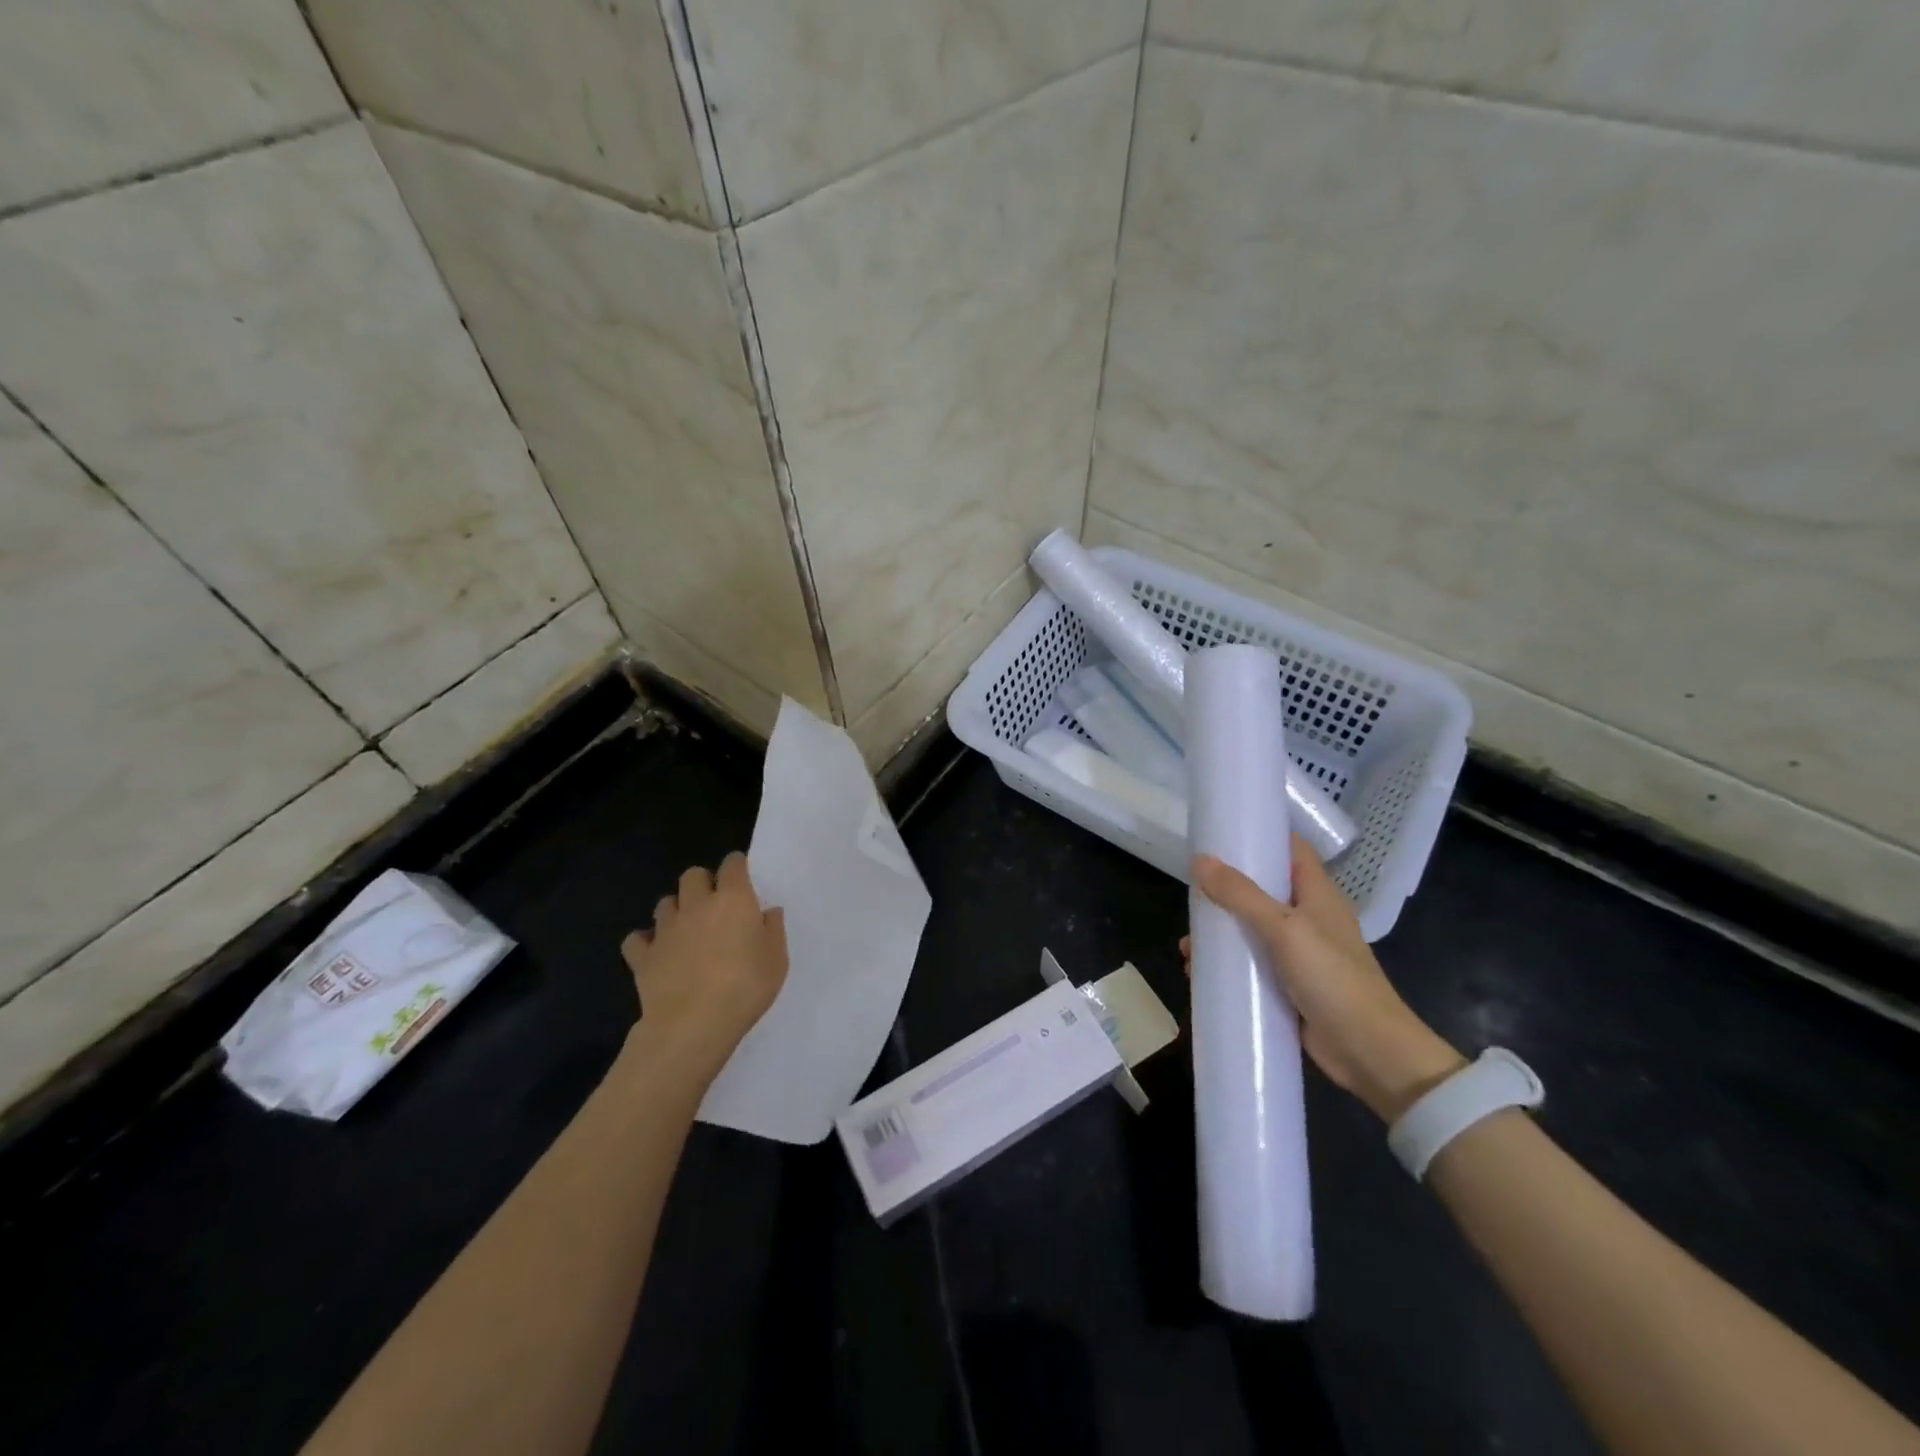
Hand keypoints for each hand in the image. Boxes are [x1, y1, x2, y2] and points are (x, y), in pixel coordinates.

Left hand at [621, 853, 787, 1082]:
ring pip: (665, 903)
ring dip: (676, 910)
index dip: (737, 867)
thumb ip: (773, 930)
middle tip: (714, 904)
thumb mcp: (777, 960)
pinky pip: (637, 939)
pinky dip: (645, 942)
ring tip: (686, 929)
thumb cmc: (745, 988)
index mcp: (733, 899)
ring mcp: (666, 929)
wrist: (693, 1024)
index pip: (732, 864)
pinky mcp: (643, 956)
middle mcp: (697, 905)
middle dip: (702, 883)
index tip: (743, 879)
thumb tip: (768, 911)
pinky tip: (656, 953)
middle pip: (693, 875)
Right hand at [1186, 837, 1462, 1120]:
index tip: (1222, 831)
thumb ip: (1241, 895)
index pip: (1291, 849)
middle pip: (1262, 890)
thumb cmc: (1333, 979)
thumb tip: (1200, 860)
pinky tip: (1198, 974)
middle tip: (1191, 892)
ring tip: (1187, 946)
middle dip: (1225, 890)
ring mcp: (1298, 954)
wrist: (1371, 1054)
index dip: (1261, 835)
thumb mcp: (1284, 929)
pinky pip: (1251, 967)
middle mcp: (1308, 918)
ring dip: (1219, 935)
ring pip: (1250, 931)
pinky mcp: (1288, 986)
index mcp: (1317, 894)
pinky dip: (1226, 967)